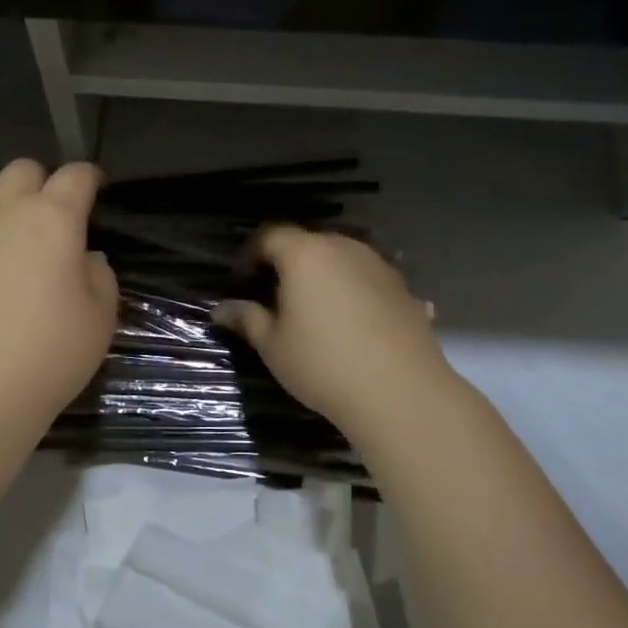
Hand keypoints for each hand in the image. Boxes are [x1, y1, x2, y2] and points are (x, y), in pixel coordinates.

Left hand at [0, 159, 117, 432]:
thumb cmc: (52, 353)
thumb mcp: (101, 316)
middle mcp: (6, 211)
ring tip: (4, 214)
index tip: (96, 190)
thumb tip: (82, 257)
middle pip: (22, 168)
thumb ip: (99, 273)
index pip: (76, 176)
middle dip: (42, 181)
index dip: (90, 178)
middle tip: (50, 212)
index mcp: (54, 219)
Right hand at [212, 226, 449, 439]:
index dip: (251, 253)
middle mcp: (345, 249)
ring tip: (315, 310)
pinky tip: (353, 323)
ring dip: (325, 276)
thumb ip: (248, 319)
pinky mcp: (405, 290)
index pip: (271, 235)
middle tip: (275, 295)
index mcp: (305, 255)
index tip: (241, 279)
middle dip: (289, 263)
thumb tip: (222, 309)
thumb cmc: (322, 363)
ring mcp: (380, 267)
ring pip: (343, 259)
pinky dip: (355, 293)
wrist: (399, 391)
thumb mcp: (273, 345)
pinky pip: (369, 281)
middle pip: (310, 243)